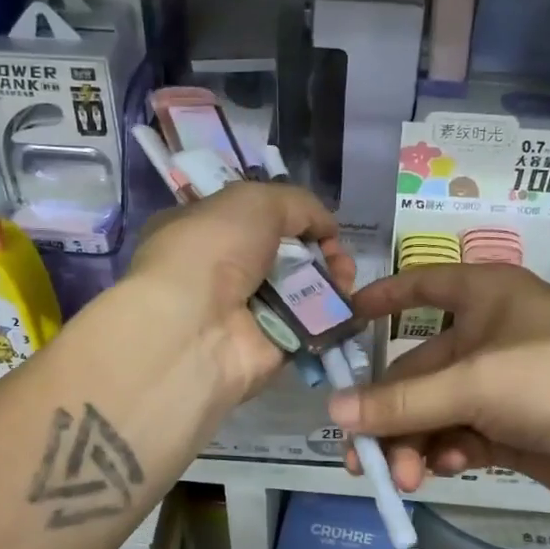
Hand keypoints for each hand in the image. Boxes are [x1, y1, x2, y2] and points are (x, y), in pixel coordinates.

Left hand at [124, 181, 353, 401]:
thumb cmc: (213, 251)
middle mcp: (223, 274)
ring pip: (304, 292)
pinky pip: (312, 326)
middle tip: (338, 256)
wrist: (197, 327)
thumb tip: (326, 226)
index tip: (320, 225)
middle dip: (321, 252)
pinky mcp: (272, 348)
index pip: (256, 222)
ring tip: (345, 278)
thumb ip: (297, 205)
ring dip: (334, 281)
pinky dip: (335, 315)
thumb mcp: (254, 201)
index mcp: (204, 233)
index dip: (294, 219)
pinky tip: (352, 303)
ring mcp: (248, 314)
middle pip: (287, 258)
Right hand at [331, 264, 549, 517]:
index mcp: (484, 296)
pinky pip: (461, 437)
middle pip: (418, 370)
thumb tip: (332, 412)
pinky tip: (447, 470)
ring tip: (405, 478)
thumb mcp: (474, 382)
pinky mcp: (514, 430)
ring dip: (415, 443)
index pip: (421, 285)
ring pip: (436, 411)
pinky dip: (448, 453)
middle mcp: (489, 335)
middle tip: (361, 459)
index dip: (380, 299)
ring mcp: (502, 386)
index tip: (339, 325)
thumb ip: (401, 400)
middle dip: (390, 414)